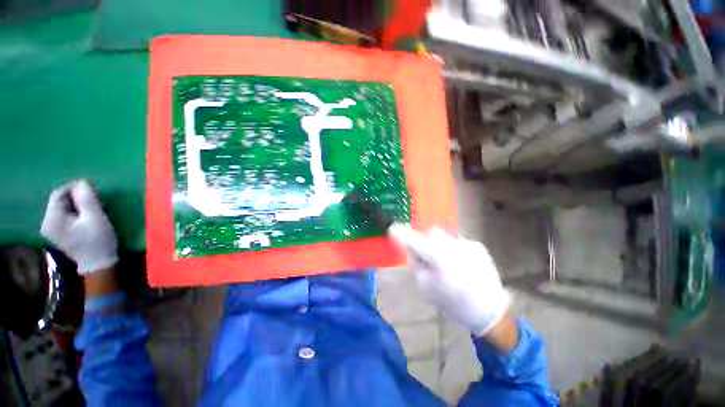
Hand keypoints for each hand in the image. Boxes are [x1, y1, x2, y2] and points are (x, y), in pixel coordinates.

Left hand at [41, 180, 117, 274]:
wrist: (99, 270)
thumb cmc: (97, 243)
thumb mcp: (95, 215)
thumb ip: (85, 194)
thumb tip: (80, 183)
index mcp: (53, 220)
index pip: (60, 192)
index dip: (75, 188)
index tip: (89, 191)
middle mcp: (48, 224)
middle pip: (60, 198)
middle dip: (75, 197)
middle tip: (90, 200)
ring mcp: (51, 230)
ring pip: (62, 205)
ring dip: (75, 204)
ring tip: (88, 210)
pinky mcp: (56, 234)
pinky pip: (61, 213)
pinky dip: (72, 212)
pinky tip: (83, 218)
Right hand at [388, 223, 509, 335]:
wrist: (488, 307)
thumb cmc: (455, 305)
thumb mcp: (428, 291)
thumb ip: (418, 268)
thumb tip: (415, 253)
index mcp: (439, 258)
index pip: (414, 240)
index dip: (401, 234)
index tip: (392, 229)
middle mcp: (453, 246)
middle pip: (432, 233)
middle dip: (426, 243)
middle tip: (426, 260)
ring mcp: (468, 245)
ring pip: (447, 239)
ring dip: (442, 248)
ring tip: (448, 269)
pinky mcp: (479, 247)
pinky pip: (460, 245)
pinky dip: (456, 253)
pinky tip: (462, 270)